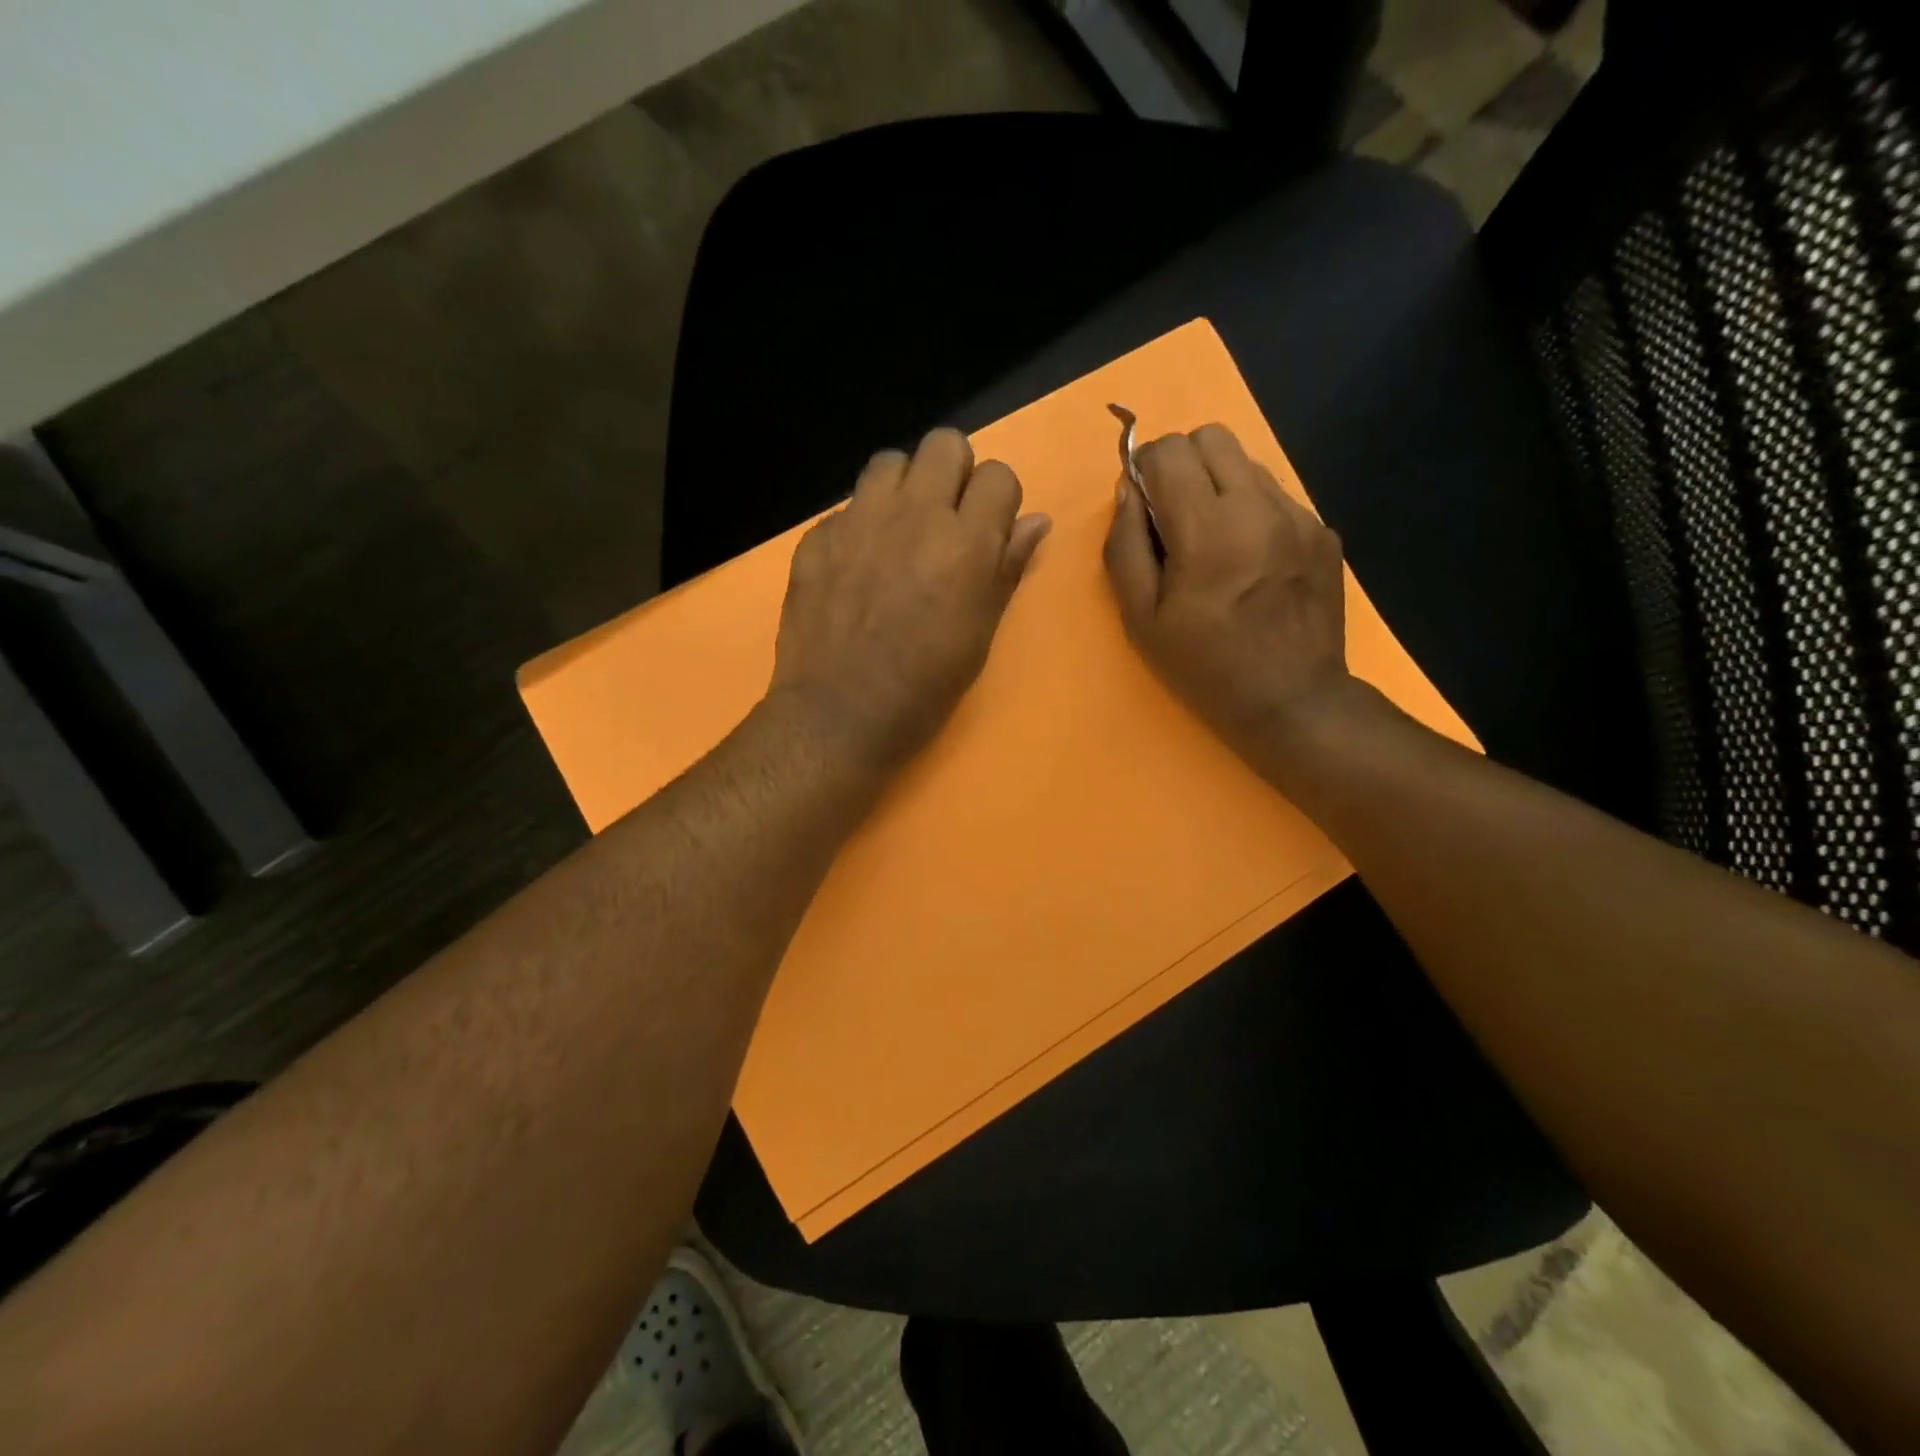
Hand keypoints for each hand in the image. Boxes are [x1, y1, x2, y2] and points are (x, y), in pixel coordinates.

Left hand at [769, 428, 1050, 773]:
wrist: (839, 713)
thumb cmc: (924, 687)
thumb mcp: (979, 634)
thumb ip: (1006, 569)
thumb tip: (1036, 522)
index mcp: (965, 543)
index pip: (998, 475)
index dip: (997, 501)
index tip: (988, 532)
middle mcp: (913, 515)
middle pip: (944, 444)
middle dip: (954, 474)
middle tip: (946, 521)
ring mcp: (858, 521)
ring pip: (890, 462)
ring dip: (904, 487)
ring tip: (900, 532)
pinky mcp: (817, 536)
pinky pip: (848, 506)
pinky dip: (861, 524)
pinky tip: (857, 566)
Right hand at [1103, 424, 1362, 763]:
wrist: (1292, 700)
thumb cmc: (1205, 667)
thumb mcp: (1141, 619)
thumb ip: (1125, 547)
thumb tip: (1128, 490)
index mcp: (1208, 531)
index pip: (1169, 450)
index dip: (1145, 469)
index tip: (1143, 507)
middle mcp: (1258, 507)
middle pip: (1211, 437)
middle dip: (1181, 464)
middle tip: (1174, 516)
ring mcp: (1299, 515)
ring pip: (1247, 461)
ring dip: (1218, 484)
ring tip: (1214, 540)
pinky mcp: (1322, 530)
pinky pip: (1275, 494)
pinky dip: (1250, 510)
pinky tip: (1249, 559)